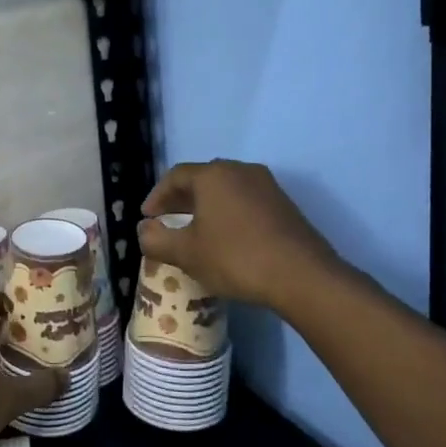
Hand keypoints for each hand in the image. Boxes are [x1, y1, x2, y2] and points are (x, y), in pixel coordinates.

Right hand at [138, 160, 344, 310]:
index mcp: (213, 175)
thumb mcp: (187, 253)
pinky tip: (227, 238)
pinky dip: (229, 214)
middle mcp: (240, 170)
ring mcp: (267, 186)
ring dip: (207, 206)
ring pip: (226, 190)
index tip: (148, 217)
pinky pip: (246, 202)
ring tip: (195, 231)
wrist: (302, 276)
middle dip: (181, 199)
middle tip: (167, 220)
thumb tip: (144, 230)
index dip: (157, 196)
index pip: (175, 176)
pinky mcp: (284, 205)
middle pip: (202, 179)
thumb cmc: (235, 258)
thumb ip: (157, 240)